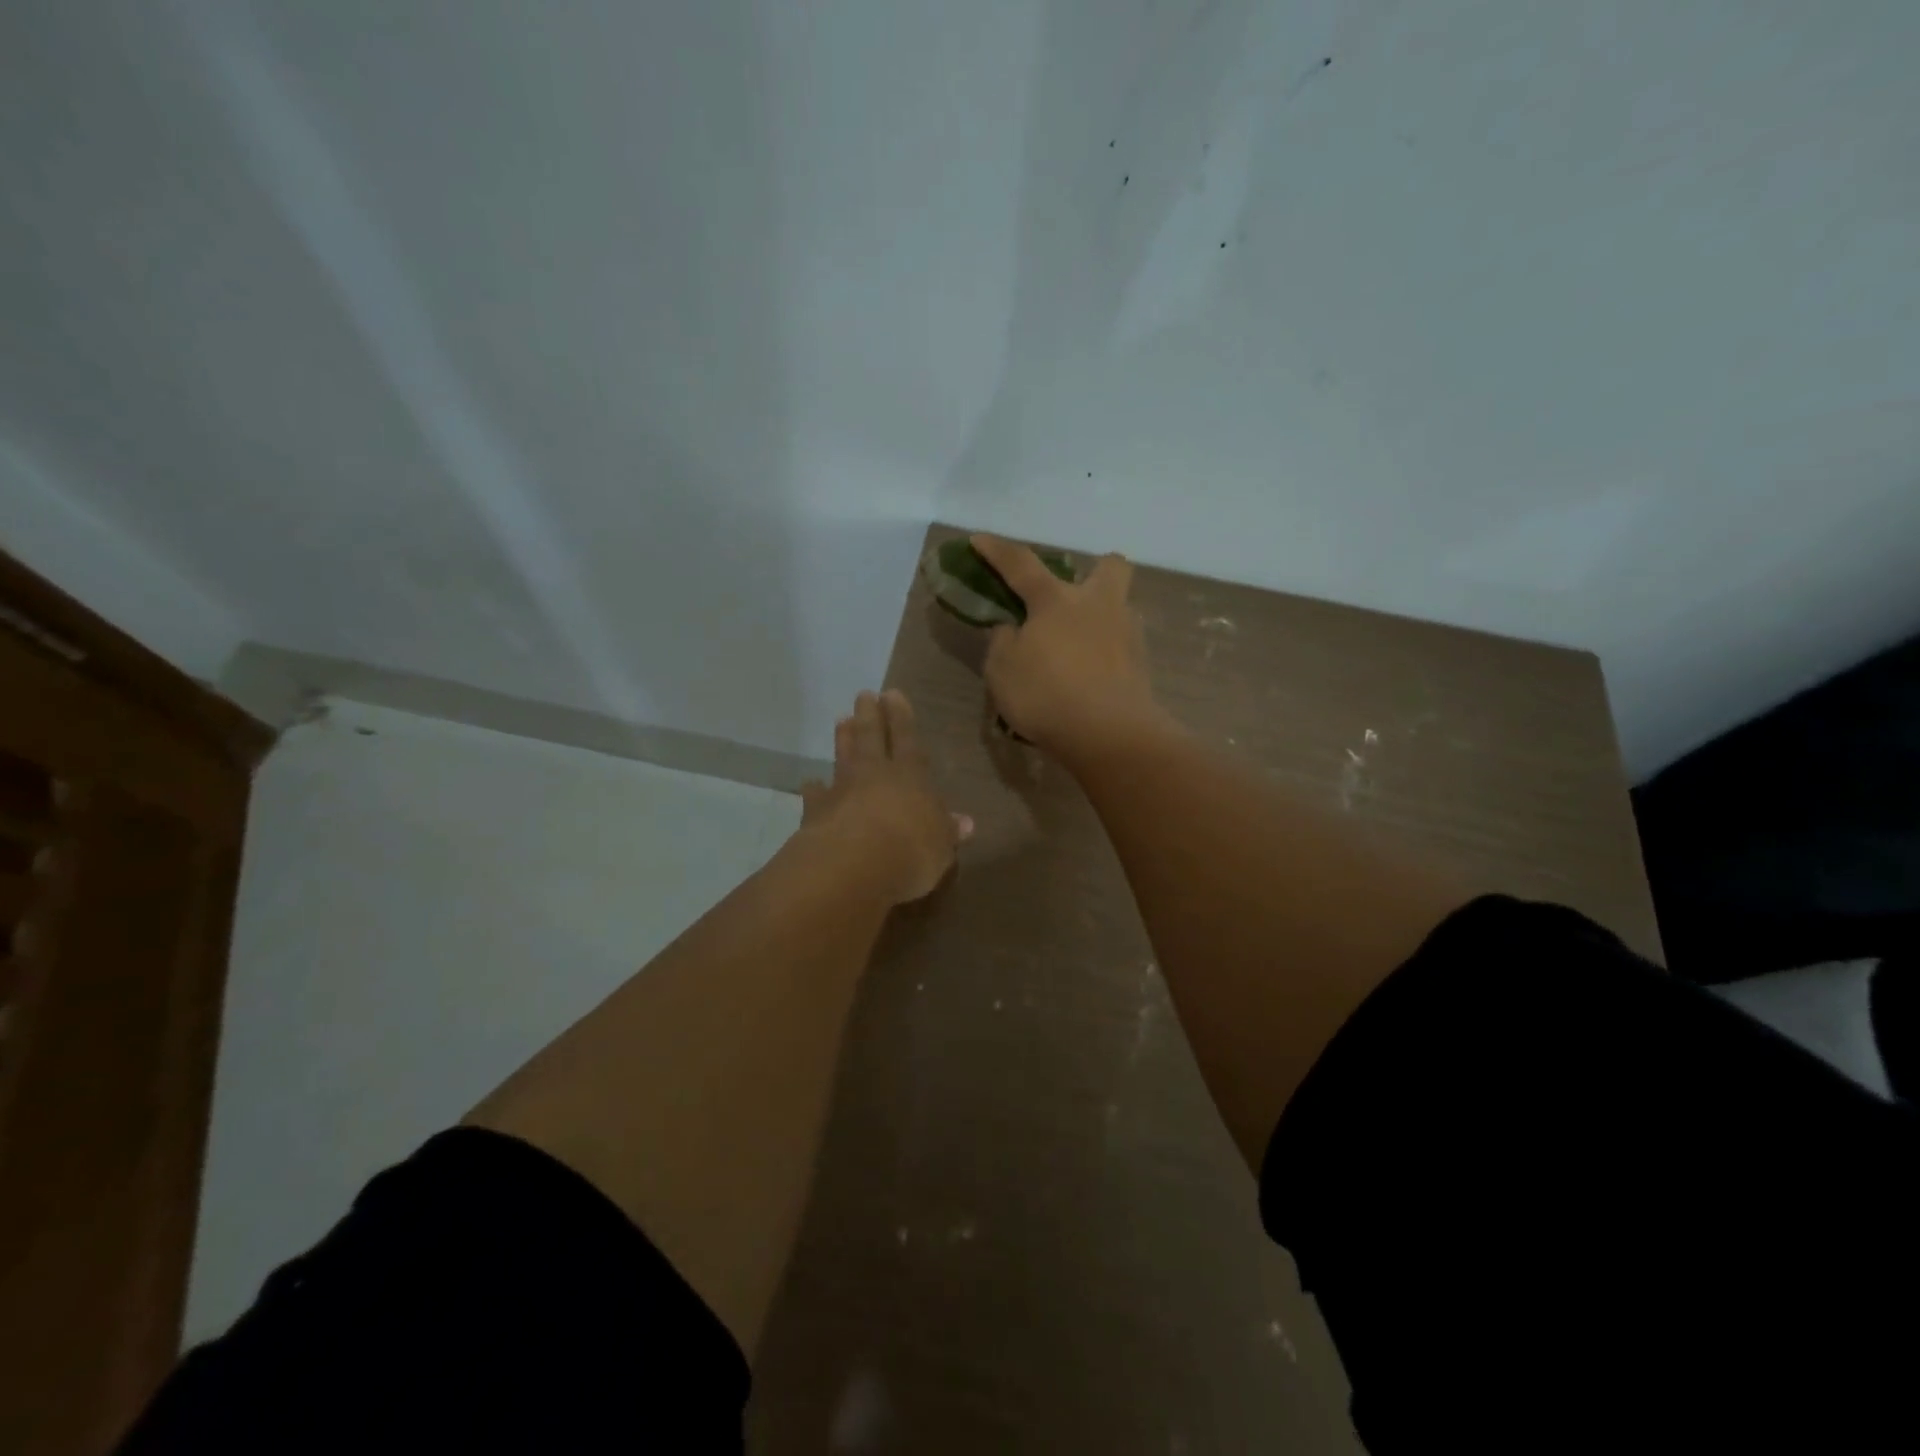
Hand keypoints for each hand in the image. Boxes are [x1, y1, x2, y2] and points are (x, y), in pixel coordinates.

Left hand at [799, 690, 971, 904]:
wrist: (852, 865)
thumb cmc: (909, 853)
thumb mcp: (941, 847)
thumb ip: (948, 831)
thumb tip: (966, 823)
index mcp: (910, 778)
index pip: (907, 741)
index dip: (901, 718)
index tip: (892, 694)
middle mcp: (874, 775)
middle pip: (871, 737)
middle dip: (869, 715)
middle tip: (864, 694)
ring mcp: (842, 790)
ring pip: (843, 757)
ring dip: (843, 739)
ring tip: (841, 720)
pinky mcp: (816, 811)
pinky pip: (815, 794)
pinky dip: (814, 788)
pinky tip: (811, 784)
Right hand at [971, 535, 1166, 758]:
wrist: (1109, 734)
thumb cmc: (1046, 694)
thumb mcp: (1002, 670)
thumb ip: (1003, 642)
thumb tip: (1013, 630)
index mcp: (1056, 600)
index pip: (1021, 564)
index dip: (997, 551)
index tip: (979, 539)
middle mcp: (1098, 605)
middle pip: (1109, 566)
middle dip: (1093, 571)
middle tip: (1071, 597)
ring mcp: (1126, 633)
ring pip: (1120, 607)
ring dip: (1101, 618)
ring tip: (1078, 649)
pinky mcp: (1142, 665)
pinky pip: (1122, 646)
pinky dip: (1107, 654)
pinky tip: (1092, 676)